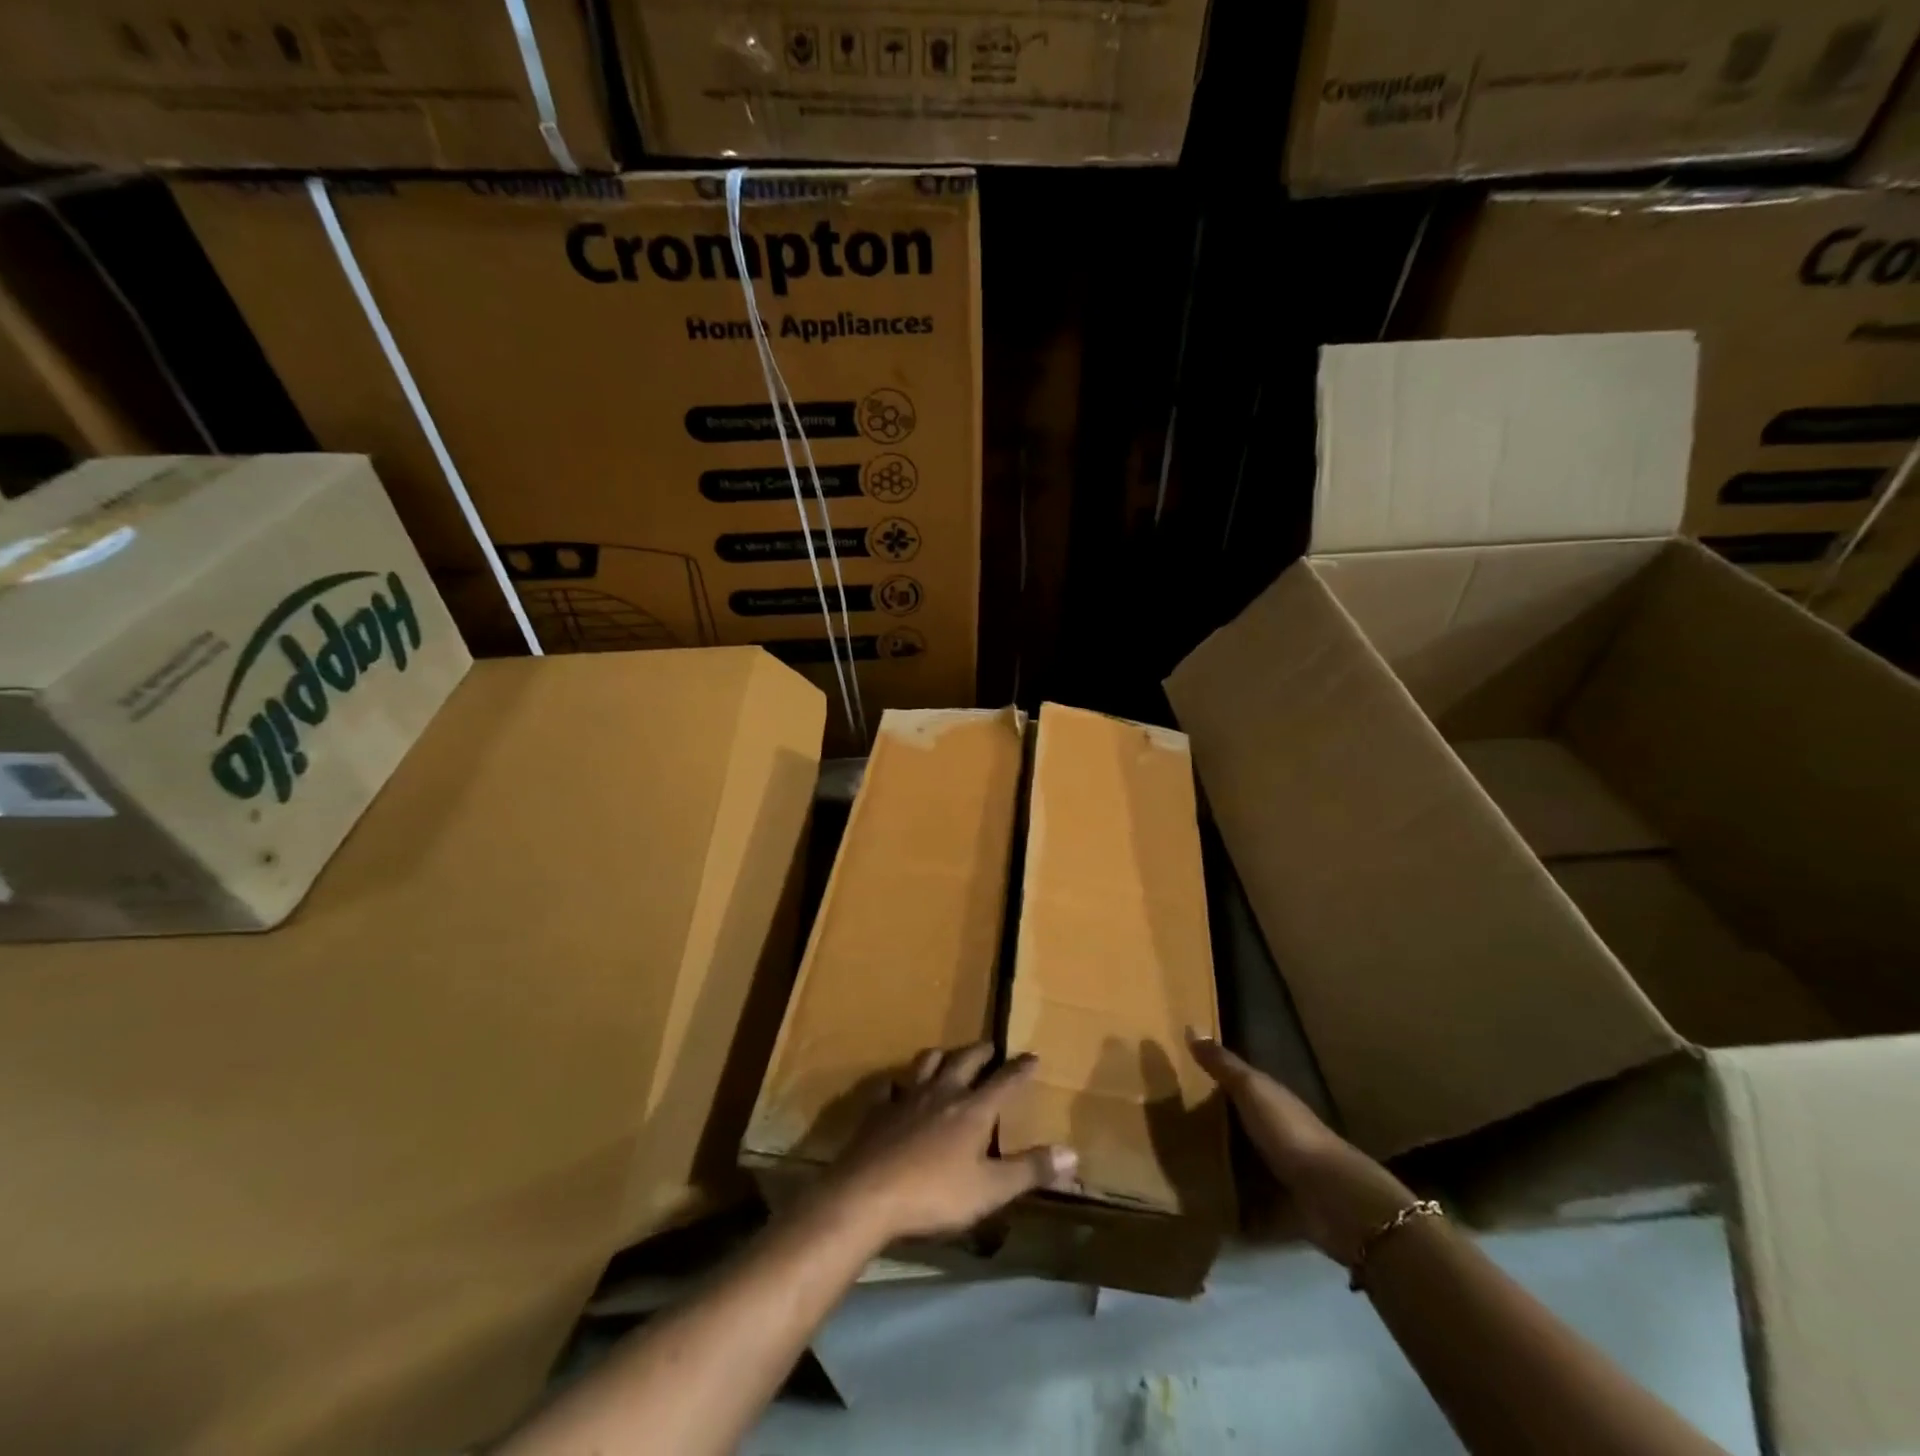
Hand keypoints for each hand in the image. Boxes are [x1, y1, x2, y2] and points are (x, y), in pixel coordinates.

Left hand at [818, 1042, 1078, 1244]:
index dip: (1020, 1069)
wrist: (867, 1194)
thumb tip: (1073, 1152)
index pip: (1004, 1082)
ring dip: (941, 1056)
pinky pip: (889, 1088)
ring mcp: (907, 1098)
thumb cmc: (934, 1194)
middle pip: (964, 1061)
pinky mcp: (878, 1111)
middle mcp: (942, 1093)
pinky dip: (897, 1084)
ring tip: (947, 1056)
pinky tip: (895, 1088)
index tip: (1033, 1056)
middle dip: (981, 1052)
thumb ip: (1030, 1169)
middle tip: (990, 1046)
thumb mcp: (990, 1190)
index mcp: (972, 1110)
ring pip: (927, 1064)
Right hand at [1186, 1029, 1414, 1266]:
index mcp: (1270, 1101)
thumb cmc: (1289, 1132)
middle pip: (1235, 1124)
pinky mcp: (1273, 1208)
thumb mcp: (1252, 1090)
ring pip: (1238, 1163)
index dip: (1211, 1079)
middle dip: (1207, 1125)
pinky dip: (1225, 1204)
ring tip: (1173, 1166)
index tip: (1176, 1078)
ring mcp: (1275, 1173)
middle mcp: (1273, 1133)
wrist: (1332, 1197)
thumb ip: (1223, 1065)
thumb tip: (1191, 1026)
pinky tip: (1196, 1203)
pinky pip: (1242, 1203)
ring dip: (1214, 1166)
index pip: (1237, 1084)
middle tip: (1165, 1125)